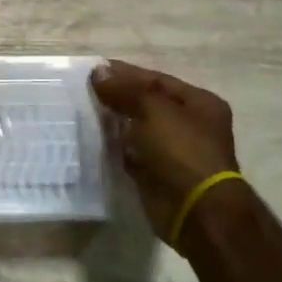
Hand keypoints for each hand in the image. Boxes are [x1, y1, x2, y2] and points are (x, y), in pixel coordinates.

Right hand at [91, 60, 240, 246]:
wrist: (195, 211)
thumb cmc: (182, 151)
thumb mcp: (154, 109)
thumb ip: (125, 89)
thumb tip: (98, 71)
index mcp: (199, 103)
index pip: (157, 80)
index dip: (126, 73)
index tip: (94, 70)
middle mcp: (189, 125)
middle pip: (146, 103)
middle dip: (118, 97)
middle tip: (83, 90)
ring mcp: (173, 151)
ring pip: (137, 128)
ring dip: (113, 122)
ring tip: (81, 111)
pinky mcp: (156, 174)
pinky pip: (131, 152)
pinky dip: (114, 146)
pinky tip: (92, 138)